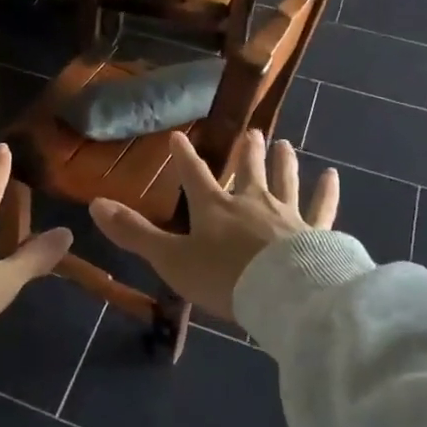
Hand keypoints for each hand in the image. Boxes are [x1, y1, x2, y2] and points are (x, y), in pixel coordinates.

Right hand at [88, 130, 337, 319]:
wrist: (283, 295)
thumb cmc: (223, 277)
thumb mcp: (170, 259)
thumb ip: (134, 233)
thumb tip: (94, 204)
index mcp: (214, 207)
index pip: (194, 174)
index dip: (184, 156)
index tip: (179, 136)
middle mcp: (250, 202)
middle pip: (247, 170)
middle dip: (246, 151)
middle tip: (251, 131)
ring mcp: (286, 214)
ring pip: (284, 180)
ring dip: (282, 161)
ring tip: (284, 143)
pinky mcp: (316, 232)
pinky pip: (322, 207)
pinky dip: (326, 191)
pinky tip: (332, 175)